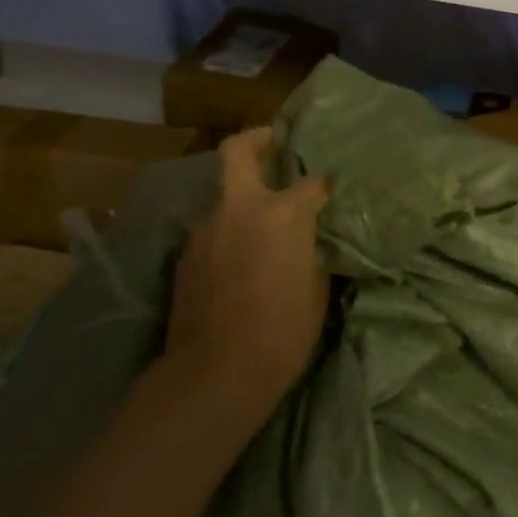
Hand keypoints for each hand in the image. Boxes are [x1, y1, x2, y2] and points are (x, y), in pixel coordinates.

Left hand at [164, 126, 330, 427]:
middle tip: (276, 146)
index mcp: (281, 212)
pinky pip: (213, 229)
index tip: (332, 189)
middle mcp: (239, 209)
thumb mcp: (316, 286)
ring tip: (262, 224)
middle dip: (258, 141)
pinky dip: (228, 232)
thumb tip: (312, 237)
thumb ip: (313, 249)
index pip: (312, 182)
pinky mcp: (185, 256)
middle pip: (239, 151)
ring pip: (224, 196)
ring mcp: (206, 230)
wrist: (214, 375)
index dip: (325, 184)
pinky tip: (241, 258)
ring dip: (243, 199)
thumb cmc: (282, 331)